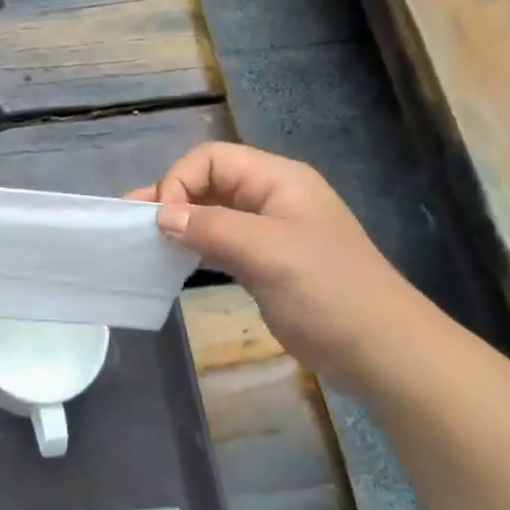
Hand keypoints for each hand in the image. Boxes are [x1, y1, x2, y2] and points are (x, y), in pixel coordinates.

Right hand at [129, 142, 427, 382]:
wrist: (380, 350)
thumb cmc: (328, 292)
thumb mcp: (268, 253)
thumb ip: (211, 228)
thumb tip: (161, 215)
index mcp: (279, 181)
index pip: (213, 159)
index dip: (180, 180)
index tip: (162, 219)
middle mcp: (271, 199)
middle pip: (209, 182)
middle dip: (170, 197)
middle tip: (130, 221)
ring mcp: (268, 232)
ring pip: (211, 214)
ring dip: (178, 222)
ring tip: (140, 239)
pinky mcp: (264, 264)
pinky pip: (219, 243)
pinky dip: (193, 246)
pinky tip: (170, 260)